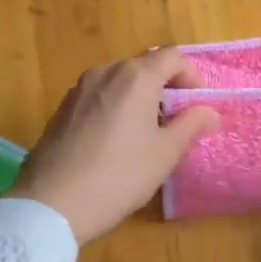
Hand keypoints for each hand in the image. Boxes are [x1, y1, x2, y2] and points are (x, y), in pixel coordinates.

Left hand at [9, 50, 220, 243]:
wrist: (51, 204)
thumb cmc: (119, 175)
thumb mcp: (165, 153)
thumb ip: (191, 125)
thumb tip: (209, 112)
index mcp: (136, 77)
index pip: (173, 57)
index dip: (192, 77)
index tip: (197, 107)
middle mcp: (106, 72)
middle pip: (145, 67)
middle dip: (166, 89)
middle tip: (175, 124)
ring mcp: (79, 89)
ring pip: (120, 82)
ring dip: (139, 99)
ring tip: (145, 135)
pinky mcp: (62, 108)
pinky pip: (99, 97)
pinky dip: (115, 108)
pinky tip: (114, 143)